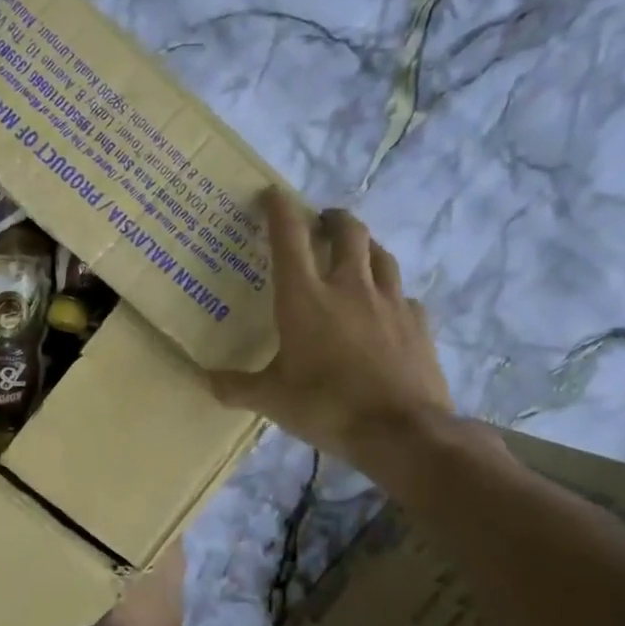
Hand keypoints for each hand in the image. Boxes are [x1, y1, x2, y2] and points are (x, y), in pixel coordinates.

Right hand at [209, 189, 454, 473]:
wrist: (402, 432)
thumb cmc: (327, 407)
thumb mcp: (272, 400)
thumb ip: (237, 387)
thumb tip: (206, 381)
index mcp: (305, 298)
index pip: (289, 237)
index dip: (280, 209)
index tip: (273, 194)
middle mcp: (349, 287)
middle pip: (347, 231)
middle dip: (332, 218)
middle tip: (321, 222)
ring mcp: (390, 302)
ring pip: (381, 254)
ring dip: (365, 245)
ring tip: (355, 252)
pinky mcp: (418, 323)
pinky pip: (404, 295)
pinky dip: (391, 293)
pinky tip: (386, 308)